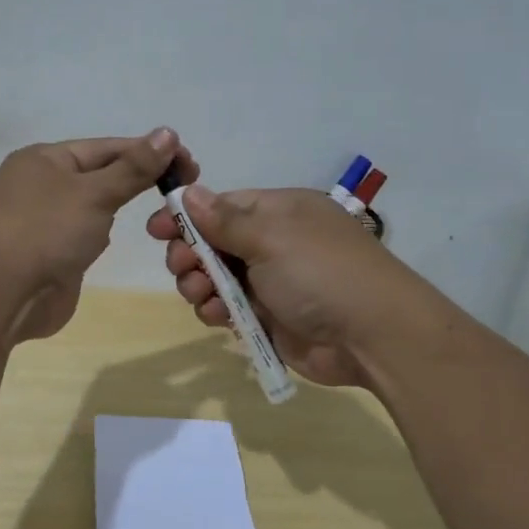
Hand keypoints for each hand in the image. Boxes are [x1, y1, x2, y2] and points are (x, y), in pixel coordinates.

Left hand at [0, 128, 196, 342]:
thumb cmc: (45, 231)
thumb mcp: (94, 193)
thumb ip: (133, 168)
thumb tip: (167, 133)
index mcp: (45, 159)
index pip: (107, 147)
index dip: (148, 151)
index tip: (190, 162)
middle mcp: (41, 185)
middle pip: (100, 174)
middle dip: (138, 179)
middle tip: (185, 188)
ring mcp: (43, 222)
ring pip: (92, 206)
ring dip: (118, 206)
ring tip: (160, 212)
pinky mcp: (48, 254)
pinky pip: (82, 236)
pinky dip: (101, 235)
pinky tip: (115, 239)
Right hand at [146, 185, 436, 387]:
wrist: (372, 336)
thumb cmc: (320, 272)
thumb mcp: (271, 236)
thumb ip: (224, 220)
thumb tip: (189, 192)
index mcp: (278, 212)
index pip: (221, 207)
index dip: (186, 217)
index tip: (156, 230)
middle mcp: (273, 243)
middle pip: (213, 244)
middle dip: (190, 255)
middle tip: (182, 268)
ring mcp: (271, 282)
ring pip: (216, 279)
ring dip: (200, 286)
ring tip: (202, 296)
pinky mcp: (269, 318)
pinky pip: (230, 309)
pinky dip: (218, 311)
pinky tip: (219, 317)